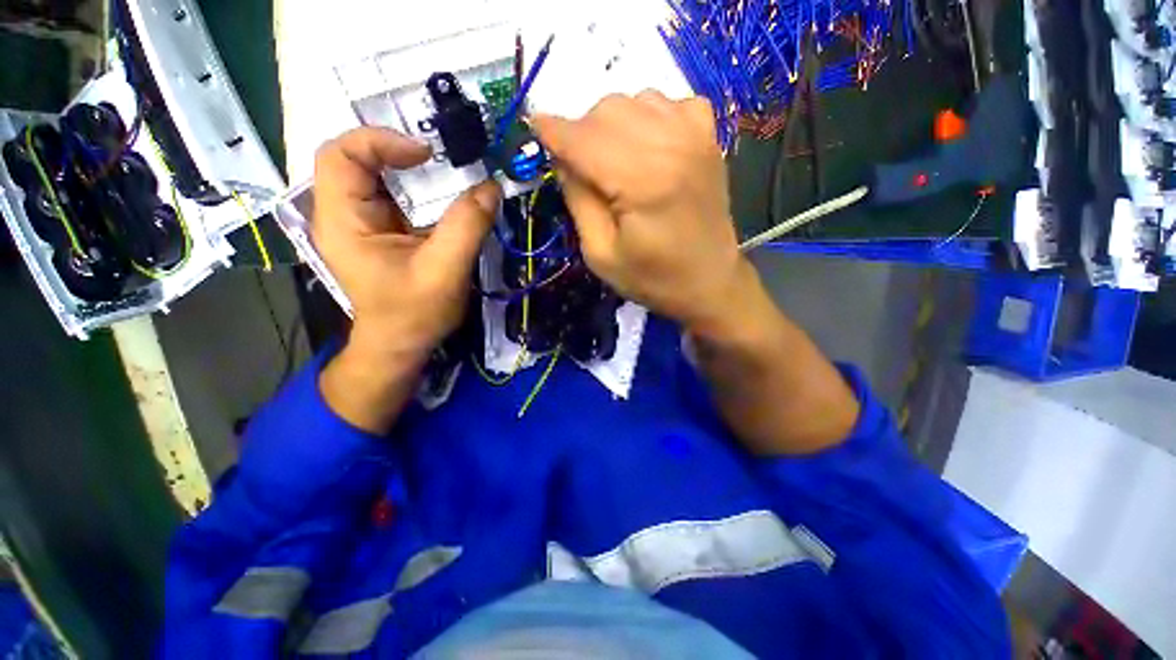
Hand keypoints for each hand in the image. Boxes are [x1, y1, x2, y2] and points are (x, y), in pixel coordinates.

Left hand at [312, 127, 499, 431]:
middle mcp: (342, 214)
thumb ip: (467, 226)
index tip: (428, 154)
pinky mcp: (379, 230)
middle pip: (355, 158)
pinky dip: (416, 186)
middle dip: (396, 149)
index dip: (380, 141)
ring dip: (408, 167)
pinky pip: (392, 194)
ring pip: (374, 173)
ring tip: (445, 171)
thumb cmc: (414, 313)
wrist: (401, 344)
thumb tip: (491, 187)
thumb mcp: (444, 270)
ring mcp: (359, 221)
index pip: (340, 155)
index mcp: (343, 221)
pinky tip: (440, 194)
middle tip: (441, 158)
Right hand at [532, 92, 752, 335]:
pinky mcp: (708, 136)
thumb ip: (577, 200)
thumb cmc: (653, 278)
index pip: (583, 139)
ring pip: (633, 99)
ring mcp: (695, 134)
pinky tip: (647, 146)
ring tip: (612, 160)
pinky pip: (667, 102)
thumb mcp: (600, 254)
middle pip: (606, 110)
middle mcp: (672, 144)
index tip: (533, 127)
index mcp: (643, 182)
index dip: (552, 130)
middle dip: (581, 133)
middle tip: (580, 167)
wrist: (710, 281)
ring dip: (611, 124)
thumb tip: (561, 157)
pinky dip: (647, 116)